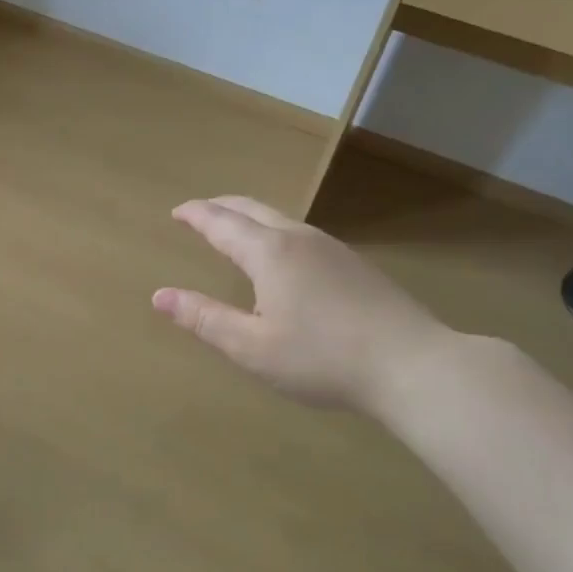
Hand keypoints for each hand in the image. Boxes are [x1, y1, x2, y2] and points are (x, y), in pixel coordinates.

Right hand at [153, 196, 451, 414]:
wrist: (413, 364)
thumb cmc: (322, 358)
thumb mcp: (251, 347)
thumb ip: (204, 319)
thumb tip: (159, 296)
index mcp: (268, 253)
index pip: (221, 223)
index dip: (196, 215)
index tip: (177, 212)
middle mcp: (299, 239)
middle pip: (252, 209)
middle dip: (221, 207)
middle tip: (199, 213)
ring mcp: (332, 248)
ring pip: (280, 219)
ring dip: (250, 218)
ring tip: (235, 232)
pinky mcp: (355, 264)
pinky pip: (301, 235)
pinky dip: (274, 233)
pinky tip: (282, 258)